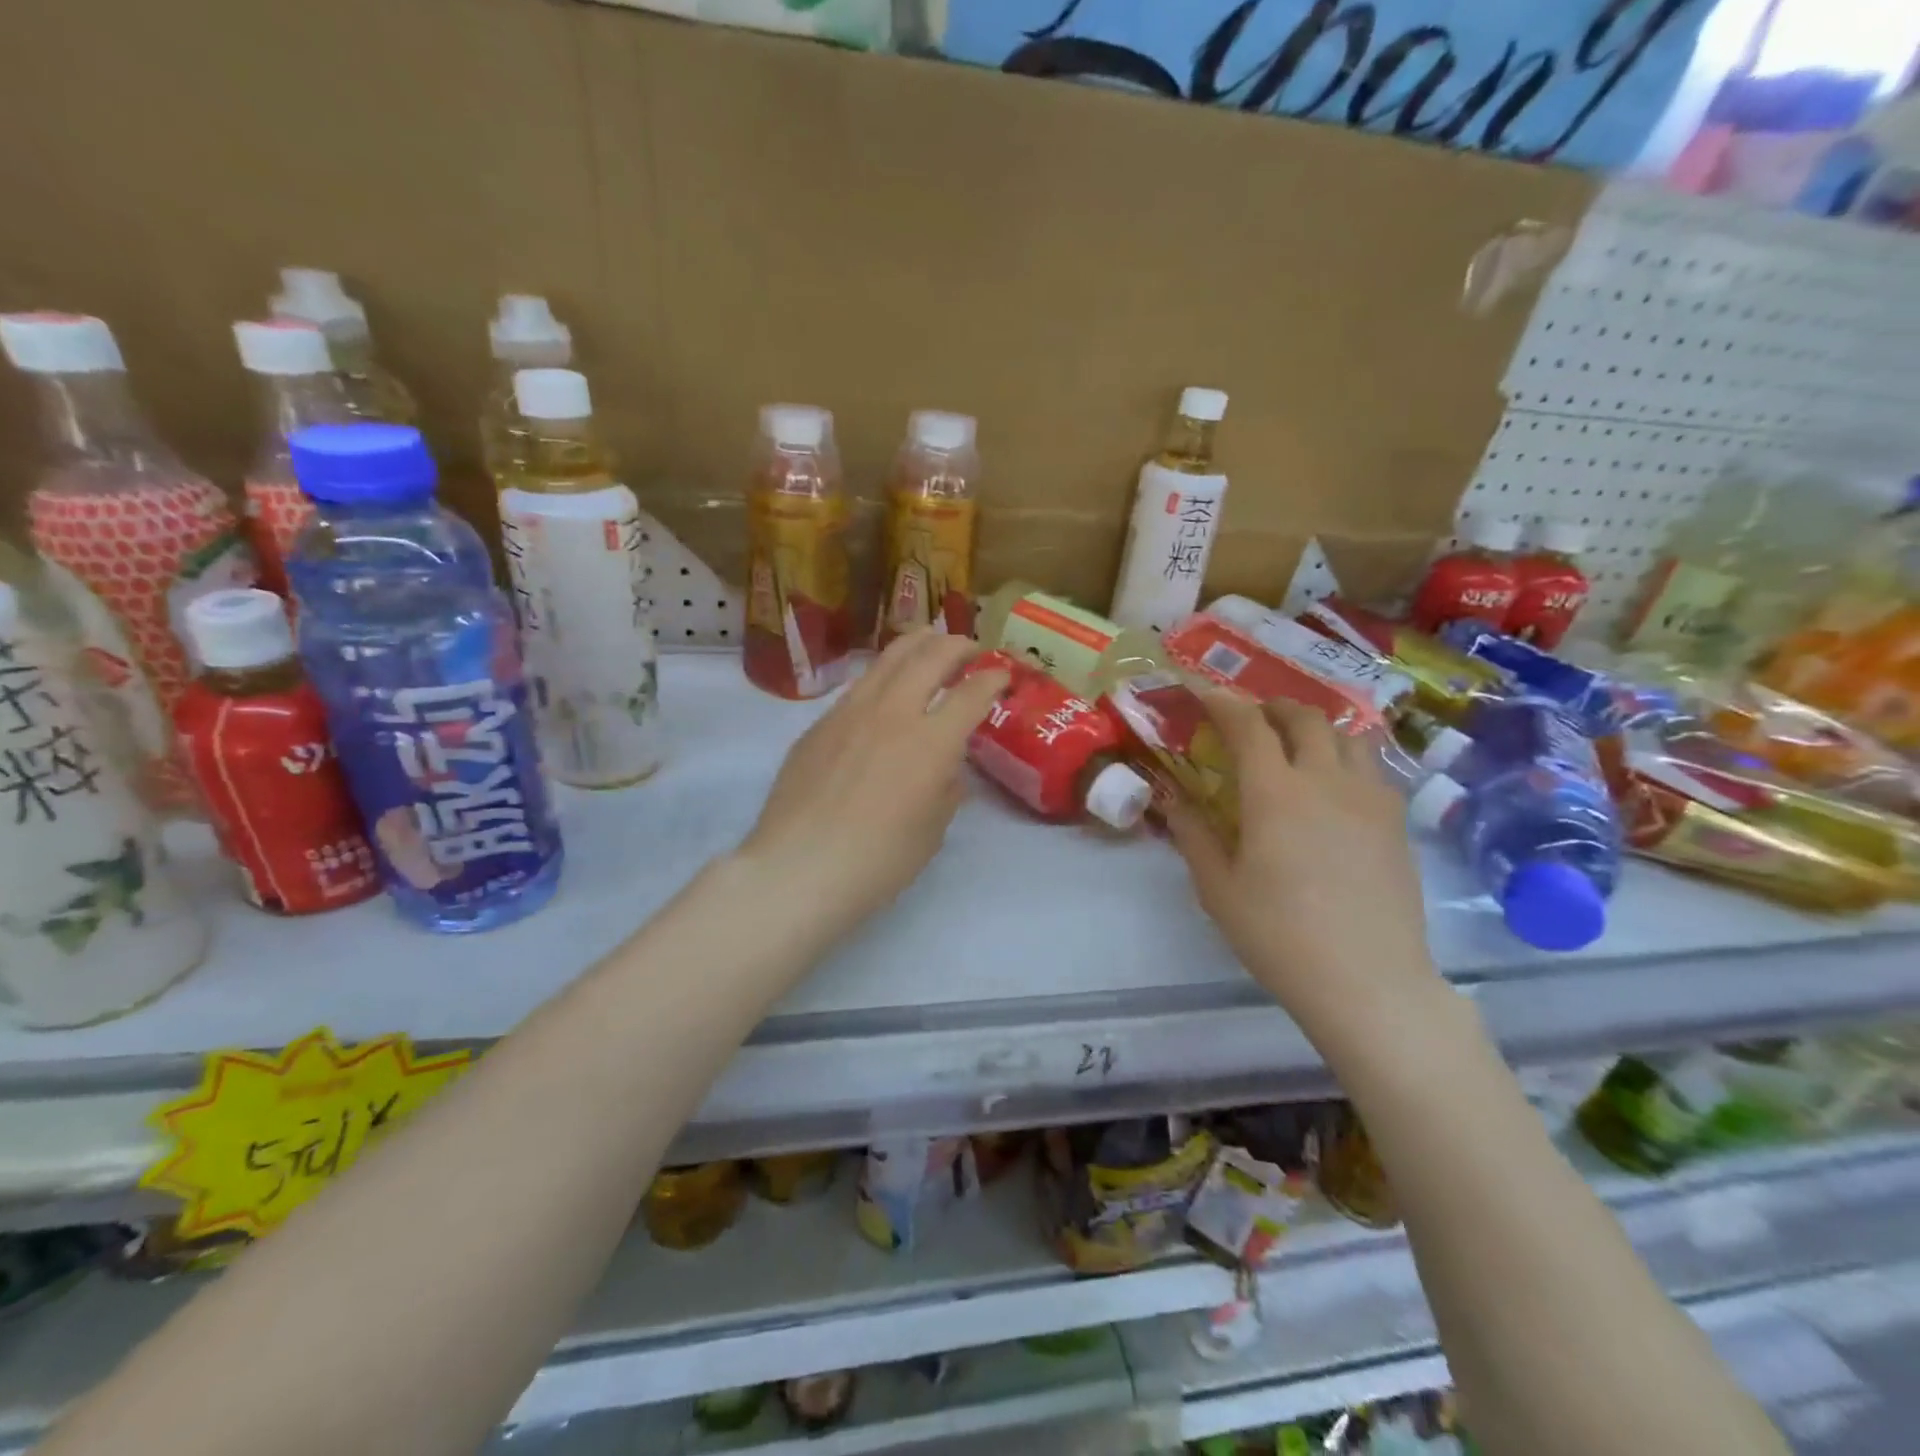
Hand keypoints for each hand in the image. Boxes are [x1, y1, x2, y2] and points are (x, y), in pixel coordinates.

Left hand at [734, 630, 1007, 947]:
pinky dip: (883, 675)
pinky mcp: (819, 723)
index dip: (994, 678)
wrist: (799, 867)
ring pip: (889, 658)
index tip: (1003, 674)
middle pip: (931, 656)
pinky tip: (884, 690)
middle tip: (970, 649)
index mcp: (932, 741)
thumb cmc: (878, 861)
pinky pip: (859, 685)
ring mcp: (850, 712)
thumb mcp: (932, 831)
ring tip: (930, 643)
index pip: (972, 692)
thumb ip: (946, 790)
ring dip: (918, 645)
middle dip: (958, 645)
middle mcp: (893, 712)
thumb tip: (946, 769)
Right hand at [1165, 690, 1439, 1033]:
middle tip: (1250, 720)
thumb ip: (1193, 835)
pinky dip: (1346, 759)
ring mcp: (1371, 799)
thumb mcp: (1218, 889)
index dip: (1223, 703)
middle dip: (1272, 707)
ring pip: (1348, 736)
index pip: (1248, 725)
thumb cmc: (1279, 936)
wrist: (1368, 982)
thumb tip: (1171, 799)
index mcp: (1275, 793)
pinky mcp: (1397, 823)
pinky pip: (1372, 769)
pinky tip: (1333, 790)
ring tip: (1296, 747)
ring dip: (1315, 729)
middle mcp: (1326, 781)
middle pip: (1304, 717)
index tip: (1204, 695)